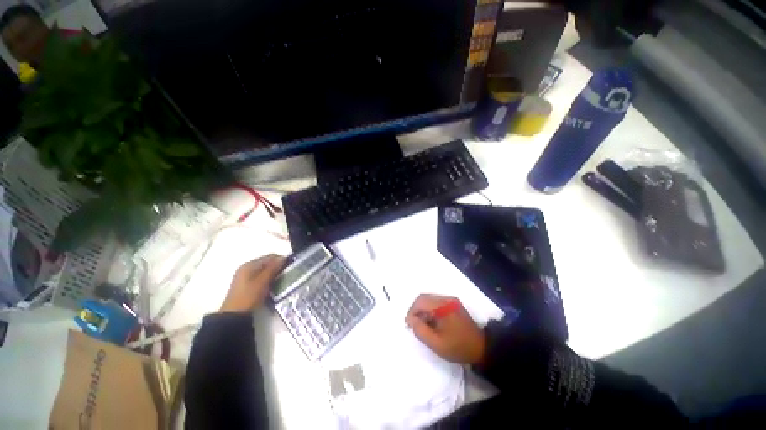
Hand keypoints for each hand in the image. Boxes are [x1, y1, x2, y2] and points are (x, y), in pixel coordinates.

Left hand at [220, 254, 285, 312]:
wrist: (234, 316)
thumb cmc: (249, 296)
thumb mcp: (263, 281)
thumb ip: (273, 268)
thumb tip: (283, 258)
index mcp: (250, 264)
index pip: (270, 256)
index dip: (281, 260)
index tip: (289, 267)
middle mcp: (246, 268)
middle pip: (267, 263)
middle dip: (277, 267)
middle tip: (286, 275)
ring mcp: (245, 277)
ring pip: (264, 271)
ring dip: (273, 274)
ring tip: (280, 281)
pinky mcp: (246, 285)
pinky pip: (260, 277)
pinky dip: (267, 280)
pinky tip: (271, 287)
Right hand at [405, 294, 486, 364]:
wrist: (482, 349)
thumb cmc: (458, 347)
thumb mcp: (437, 344)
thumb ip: (421, 331)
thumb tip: (410, 320)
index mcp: (443, 305)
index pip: (421, 301)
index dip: (411, 311)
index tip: (408, 325)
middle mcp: (447, 298)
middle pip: (424, 298)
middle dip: (416, 310)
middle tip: (413, 325)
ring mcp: (451, 300)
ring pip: (429, 300)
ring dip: (423, 310)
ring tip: (422, 325)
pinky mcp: (453, 304)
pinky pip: (436, 303)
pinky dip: (430, 311)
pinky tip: (431, 323)